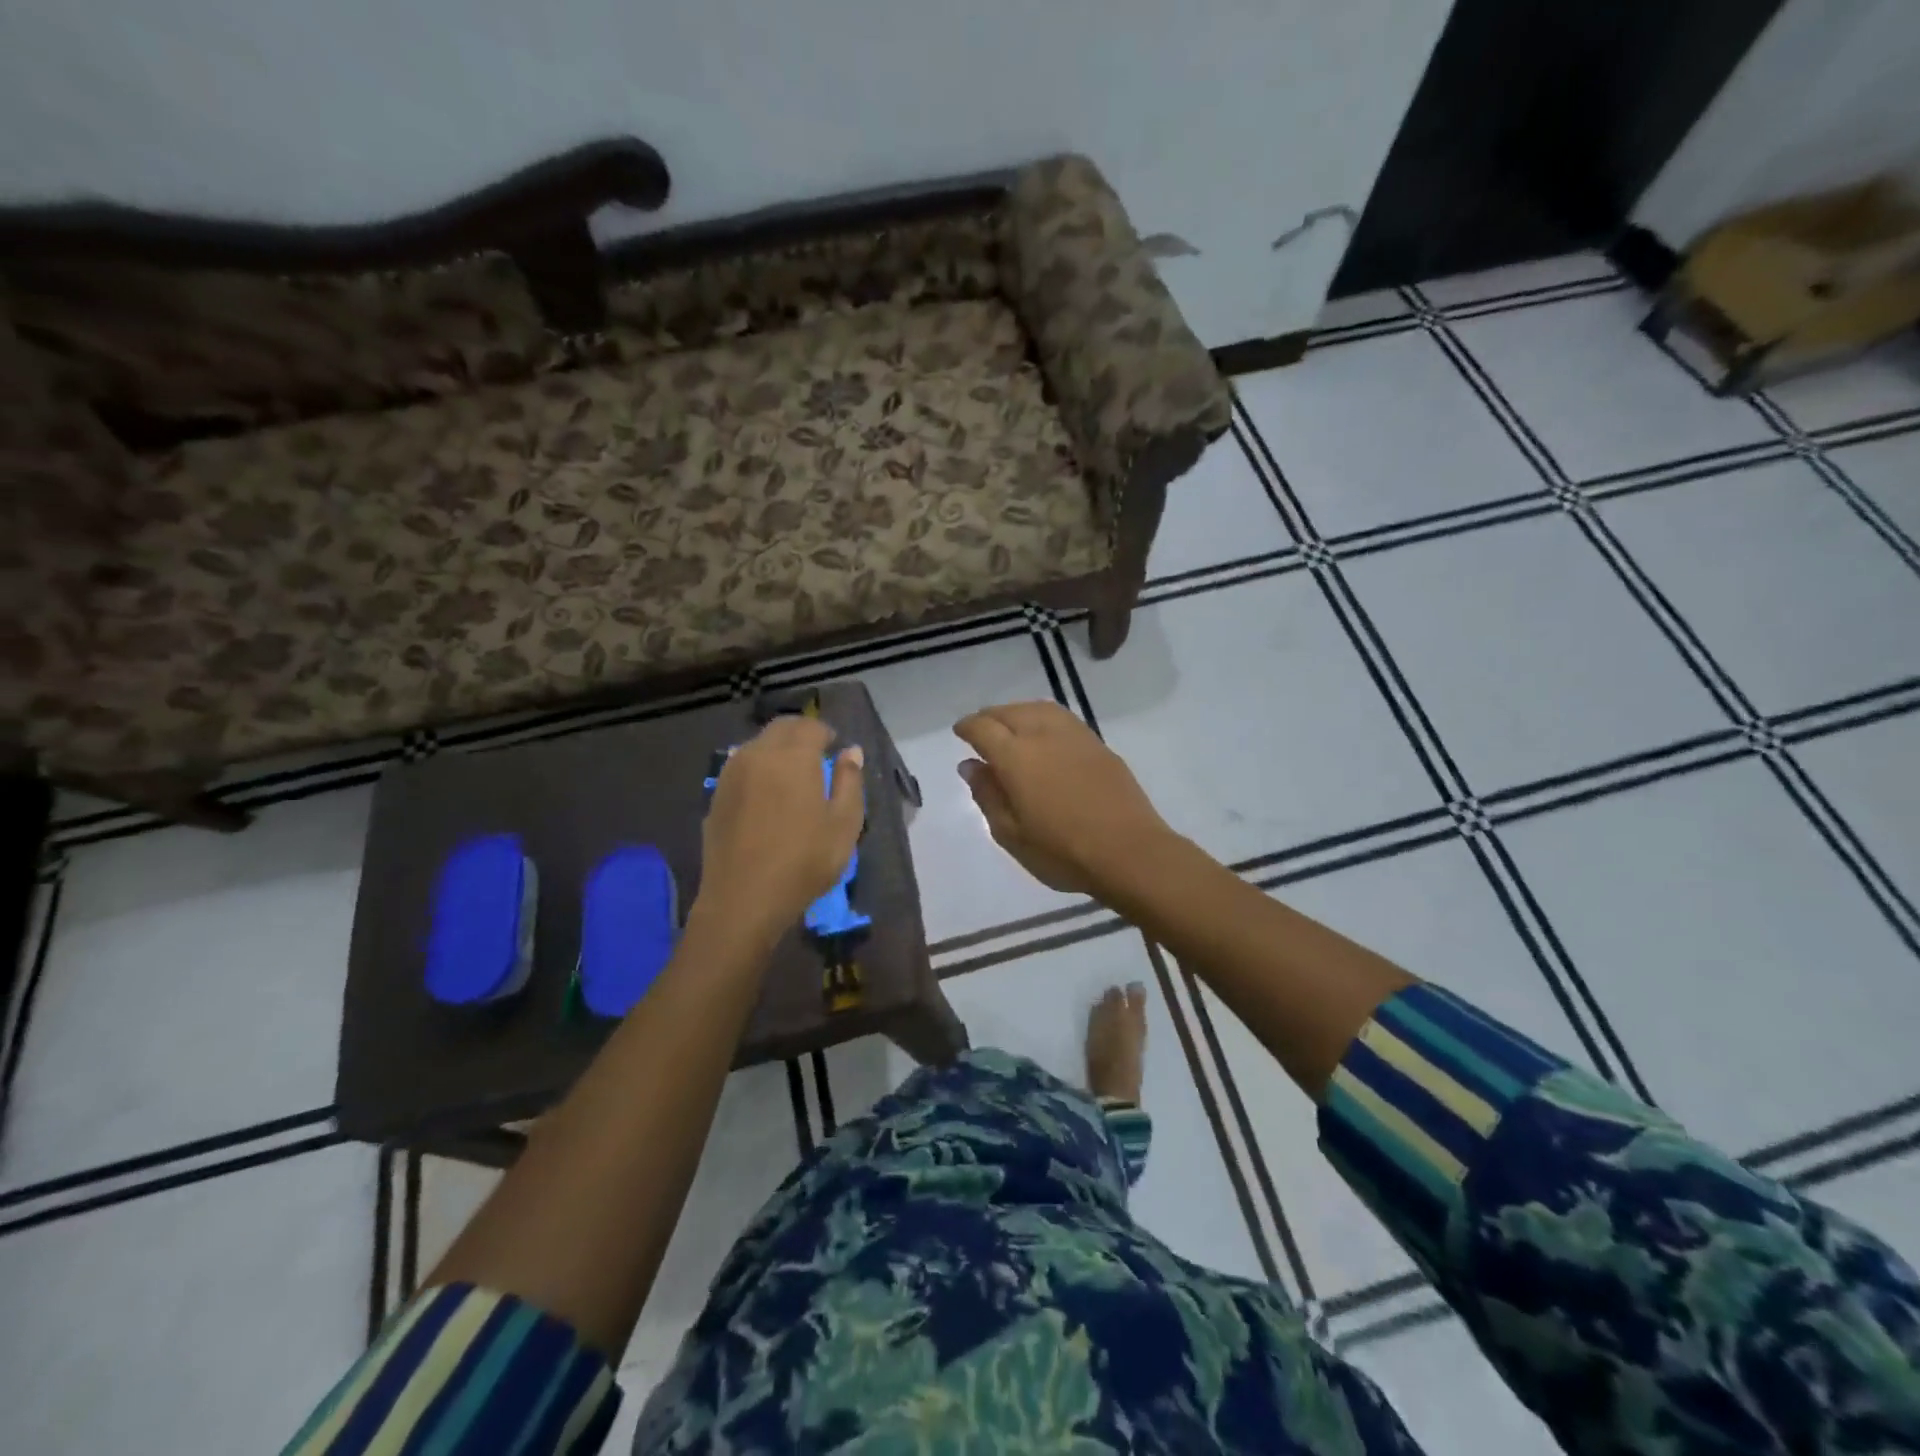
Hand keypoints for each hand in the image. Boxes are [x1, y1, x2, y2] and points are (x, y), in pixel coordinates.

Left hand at [695, 717, 864, 947]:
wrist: (743, 900)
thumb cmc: (803, 862)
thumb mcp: (844, 824)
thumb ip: (850, 781)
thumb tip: (851, 751)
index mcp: (793, 757)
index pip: (810, 726)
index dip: (826, 733)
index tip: (835, 749)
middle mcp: (758, 754)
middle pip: (780, 728)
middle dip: (800, 734)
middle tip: (816, 757)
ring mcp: (731, 774)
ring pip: (757, 745)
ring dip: (777, 750)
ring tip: (791, 777)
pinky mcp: (716, 796)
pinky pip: (741, 767)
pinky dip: (758, 769)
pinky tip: (766, 796)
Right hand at [953, 701, 1177, 899]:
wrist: (1129, 852)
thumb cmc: (1062, 851)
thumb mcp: (1011, 833)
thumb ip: (987, 795)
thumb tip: (971, 765)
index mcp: (1016, 756)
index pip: (983, 728)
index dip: (968, 727)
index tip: (960, 732)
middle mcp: (1043, 735)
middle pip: (1010, 711)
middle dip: (990, 717)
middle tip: (981, 729)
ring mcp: (1075, 736)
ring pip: (1038, 708)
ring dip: (1017, 712)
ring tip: (1010, 726)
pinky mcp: (1098, 744)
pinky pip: (1062, 718)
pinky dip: (1042, 717)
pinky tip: (1044, 735)